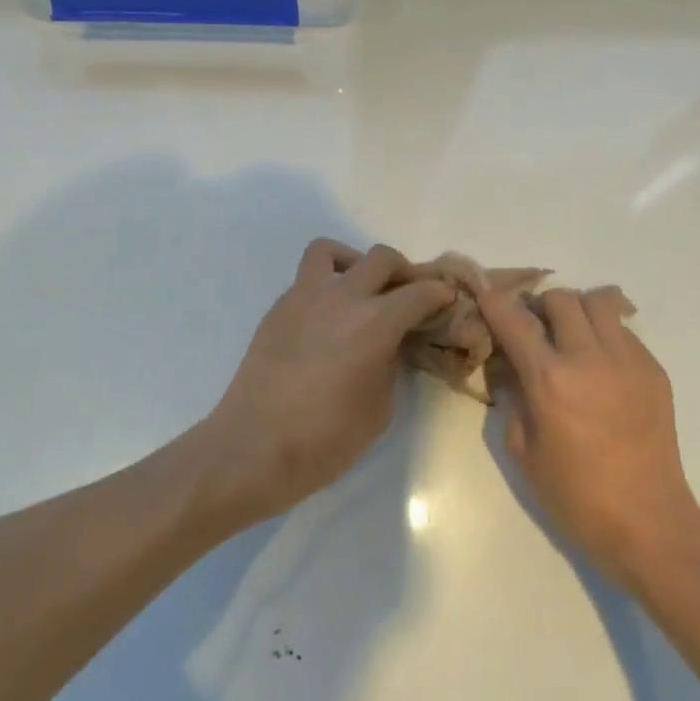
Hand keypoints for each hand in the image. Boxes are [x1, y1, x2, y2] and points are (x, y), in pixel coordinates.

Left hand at [198, 240, 454, 526]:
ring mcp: (304, 297)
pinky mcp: (278, 309)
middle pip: (381, 258)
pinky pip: (307, 280)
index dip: (439, 293)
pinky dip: (324, 286)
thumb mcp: (380, 407)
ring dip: (354, 262)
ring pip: (331, 251)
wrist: (253, 449)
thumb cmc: (325, 440)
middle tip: (408, 295)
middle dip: (403, 272)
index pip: (420, 292)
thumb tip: (390, 343)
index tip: (446, 300)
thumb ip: (391, 363)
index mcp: (376, 322)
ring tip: (360, 289)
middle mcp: (342, 297)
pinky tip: (328, 319)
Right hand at [482, 286, 699, 588]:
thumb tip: (511, 366)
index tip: (487, 295)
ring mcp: (627, 359)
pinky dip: (606, 335)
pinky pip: (624, 331)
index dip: (495, 302)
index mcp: (550, 379)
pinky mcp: (653, 369)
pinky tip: (602, 367)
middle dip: (540, 307)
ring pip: (599, 301)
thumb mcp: (523, 451)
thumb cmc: (576, 496)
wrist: (648, 521)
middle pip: (560, 299)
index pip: (515, 321)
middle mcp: (589, 357)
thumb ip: (513, 398)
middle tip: (536, 329)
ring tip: (573, 337)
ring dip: (578, 311)